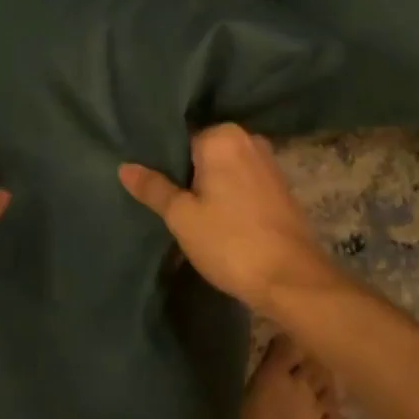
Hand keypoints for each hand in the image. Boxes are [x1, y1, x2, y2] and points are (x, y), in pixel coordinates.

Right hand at [119, 124, 333, 315]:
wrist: (293, 281)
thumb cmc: (230, 242)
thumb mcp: (182, 217)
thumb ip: (153, 188)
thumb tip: (125, 167)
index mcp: (222, 137)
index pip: (180, 138)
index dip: (162, 161)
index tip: (149, 180)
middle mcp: (248, 140)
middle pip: (203, 151)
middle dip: (185, 171)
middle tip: (163, 197)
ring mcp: (268, 162)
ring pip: (224, 167)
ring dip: (208, 184)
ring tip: (185, 207)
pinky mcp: (280, 187)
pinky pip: (243, 180)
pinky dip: (228, 193)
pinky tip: (216, 215)